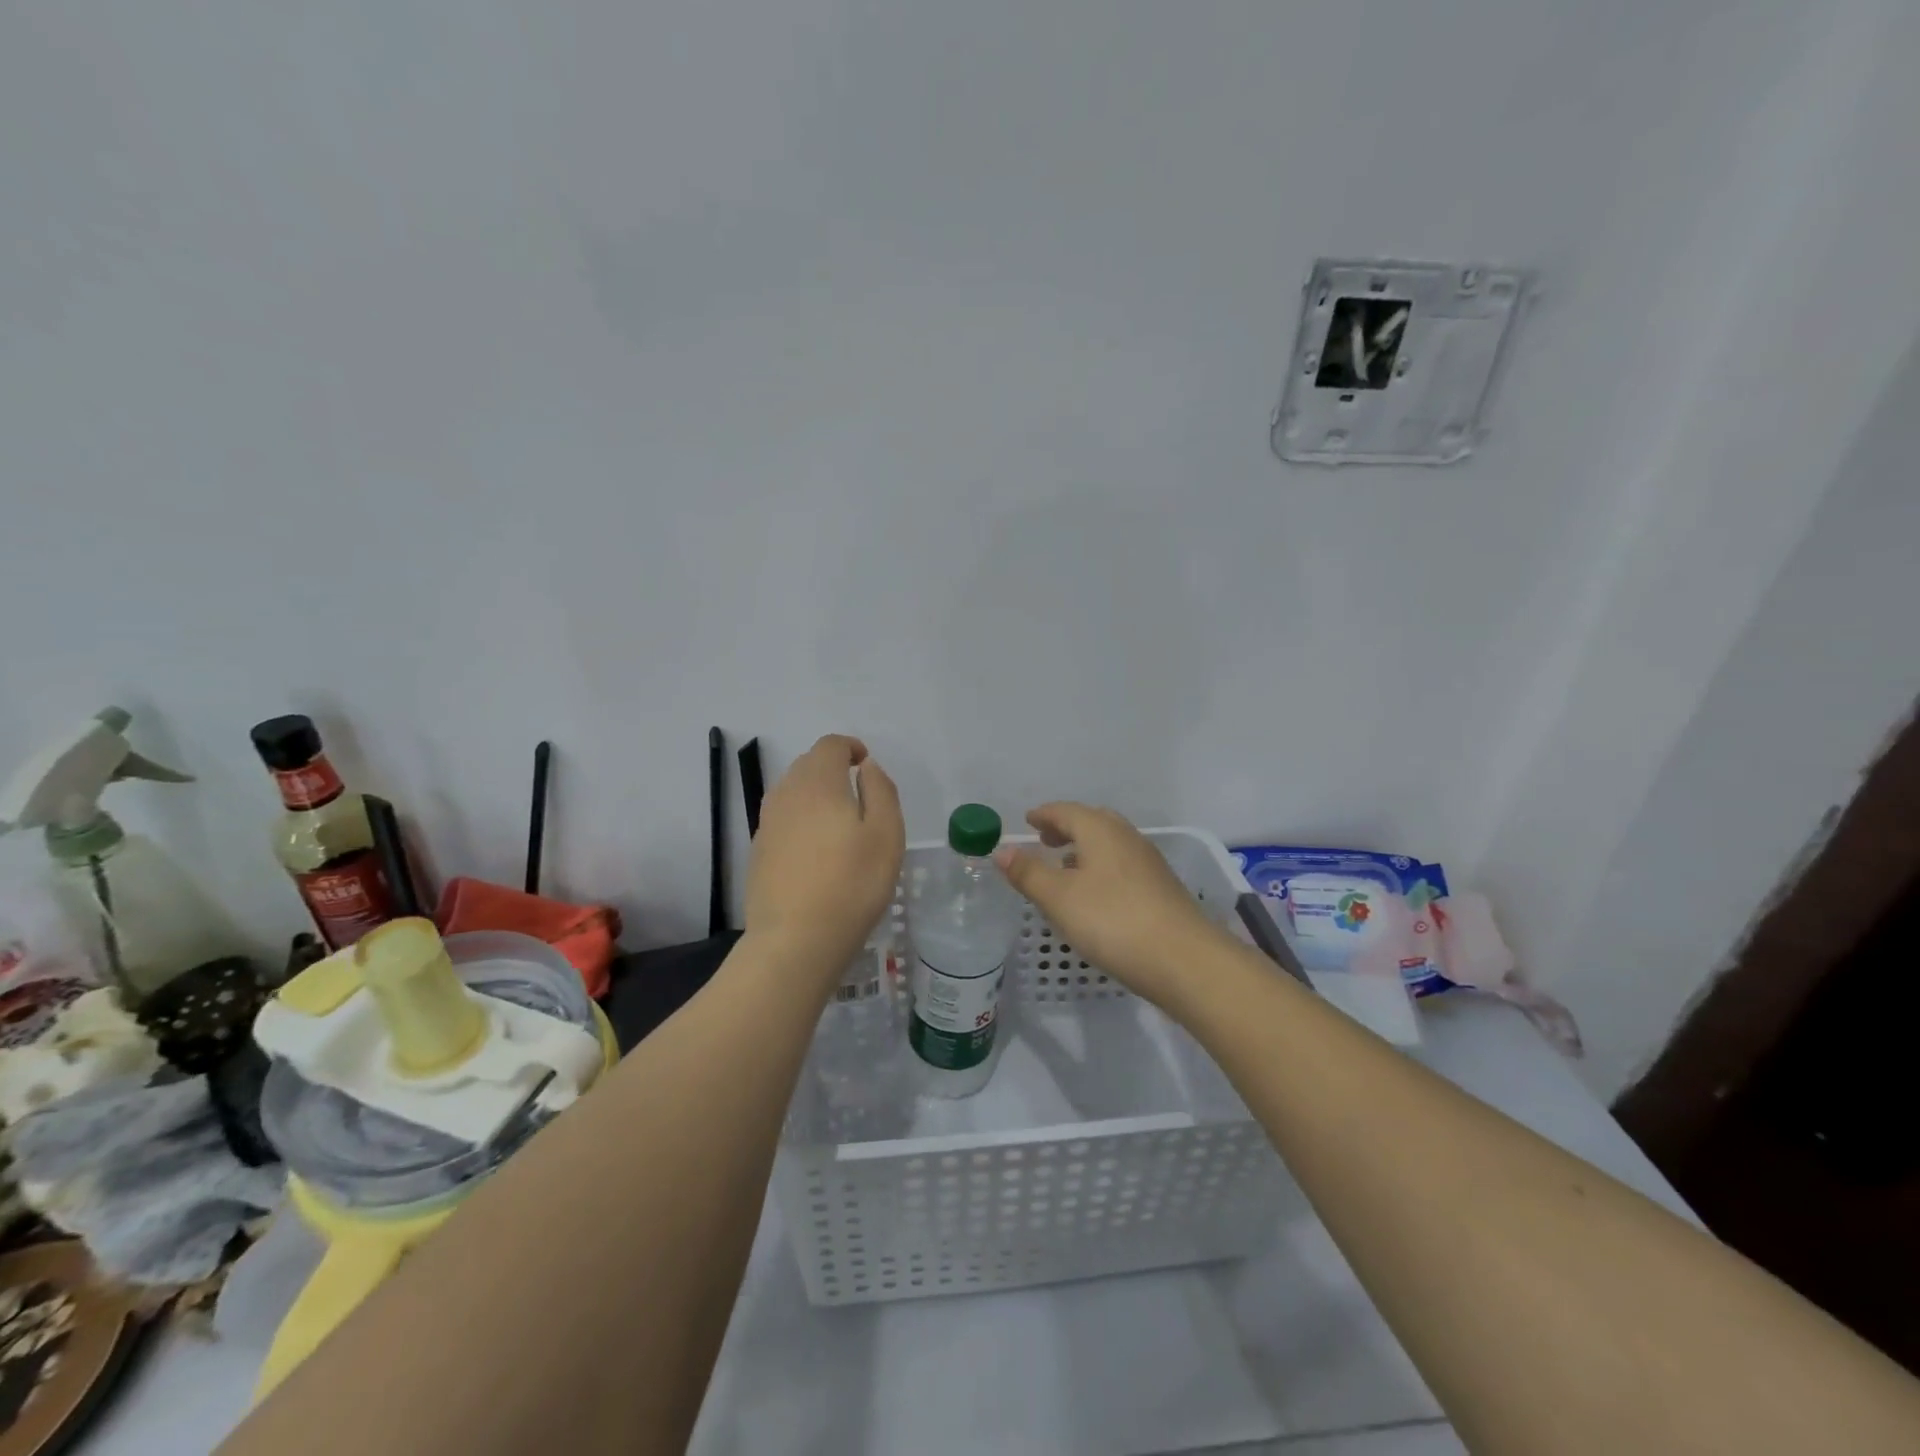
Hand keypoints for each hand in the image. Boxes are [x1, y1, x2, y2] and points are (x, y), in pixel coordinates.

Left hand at [744, 735, 903, 980]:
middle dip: (832, 769)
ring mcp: (767, 824)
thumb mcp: (886, 834)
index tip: (866, 765)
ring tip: (838, 823)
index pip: (830, 745)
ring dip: (815, 794)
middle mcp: (786, 794)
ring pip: (792, 792)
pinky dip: (800, 820)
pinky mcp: (758, 851)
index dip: (850, 747)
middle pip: (808, 765)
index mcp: (818, 783)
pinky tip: (816, 851)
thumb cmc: (851, 884)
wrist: (794, 941)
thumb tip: (866, 767)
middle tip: (858, 795)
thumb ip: (881, 790)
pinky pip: (782, 819)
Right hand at [994, 803, 1225, 1005]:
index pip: (1067, 811)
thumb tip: (1001, 850)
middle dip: (1067, 827)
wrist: (1184, 960)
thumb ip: (1028, 872)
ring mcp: (1149, 863)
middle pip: (1093, 821)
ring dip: (1086, 847)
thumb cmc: (1113, 921)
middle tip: (1045, 838)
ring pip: (1111, 843)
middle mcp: (1127, 838)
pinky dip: (1102, 866)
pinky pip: (1123, 864)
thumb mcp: (1059, 898)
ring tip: (1066, 865)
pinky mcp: (1161, 888)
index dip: (1045, 814)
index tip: (1028, 819)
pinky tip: (1096, 893)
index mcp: (1100, 831)